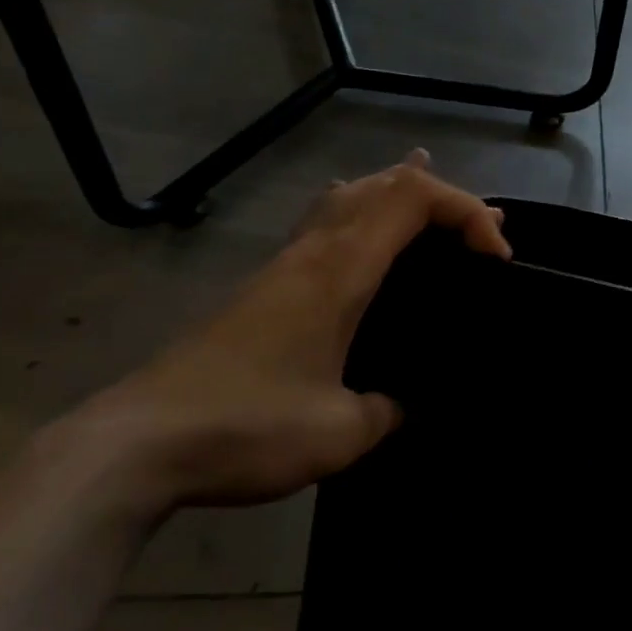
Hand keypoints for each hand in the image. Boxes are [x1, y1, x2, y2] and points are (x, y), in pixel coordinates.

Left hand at [75, 150, 510, 509]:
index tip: (497, 260)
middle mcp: (315, 251)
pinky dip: (365, 216)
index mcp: (341, 268)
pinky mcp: (265, 287)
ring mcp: (284, 265)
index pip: (414, 198)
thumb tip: (403, 401)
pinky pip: (326, 224)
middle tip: (484, 231)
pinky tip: (367, 243)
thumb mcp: (340, 432)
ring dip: (403, 197)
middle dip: (445, 199)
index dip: (467, 211)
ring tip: (438, 212)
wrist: (135, 445)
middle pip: (384, 185)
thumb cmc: (246, 426)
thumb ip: (389, 408)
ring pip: (351, 197)